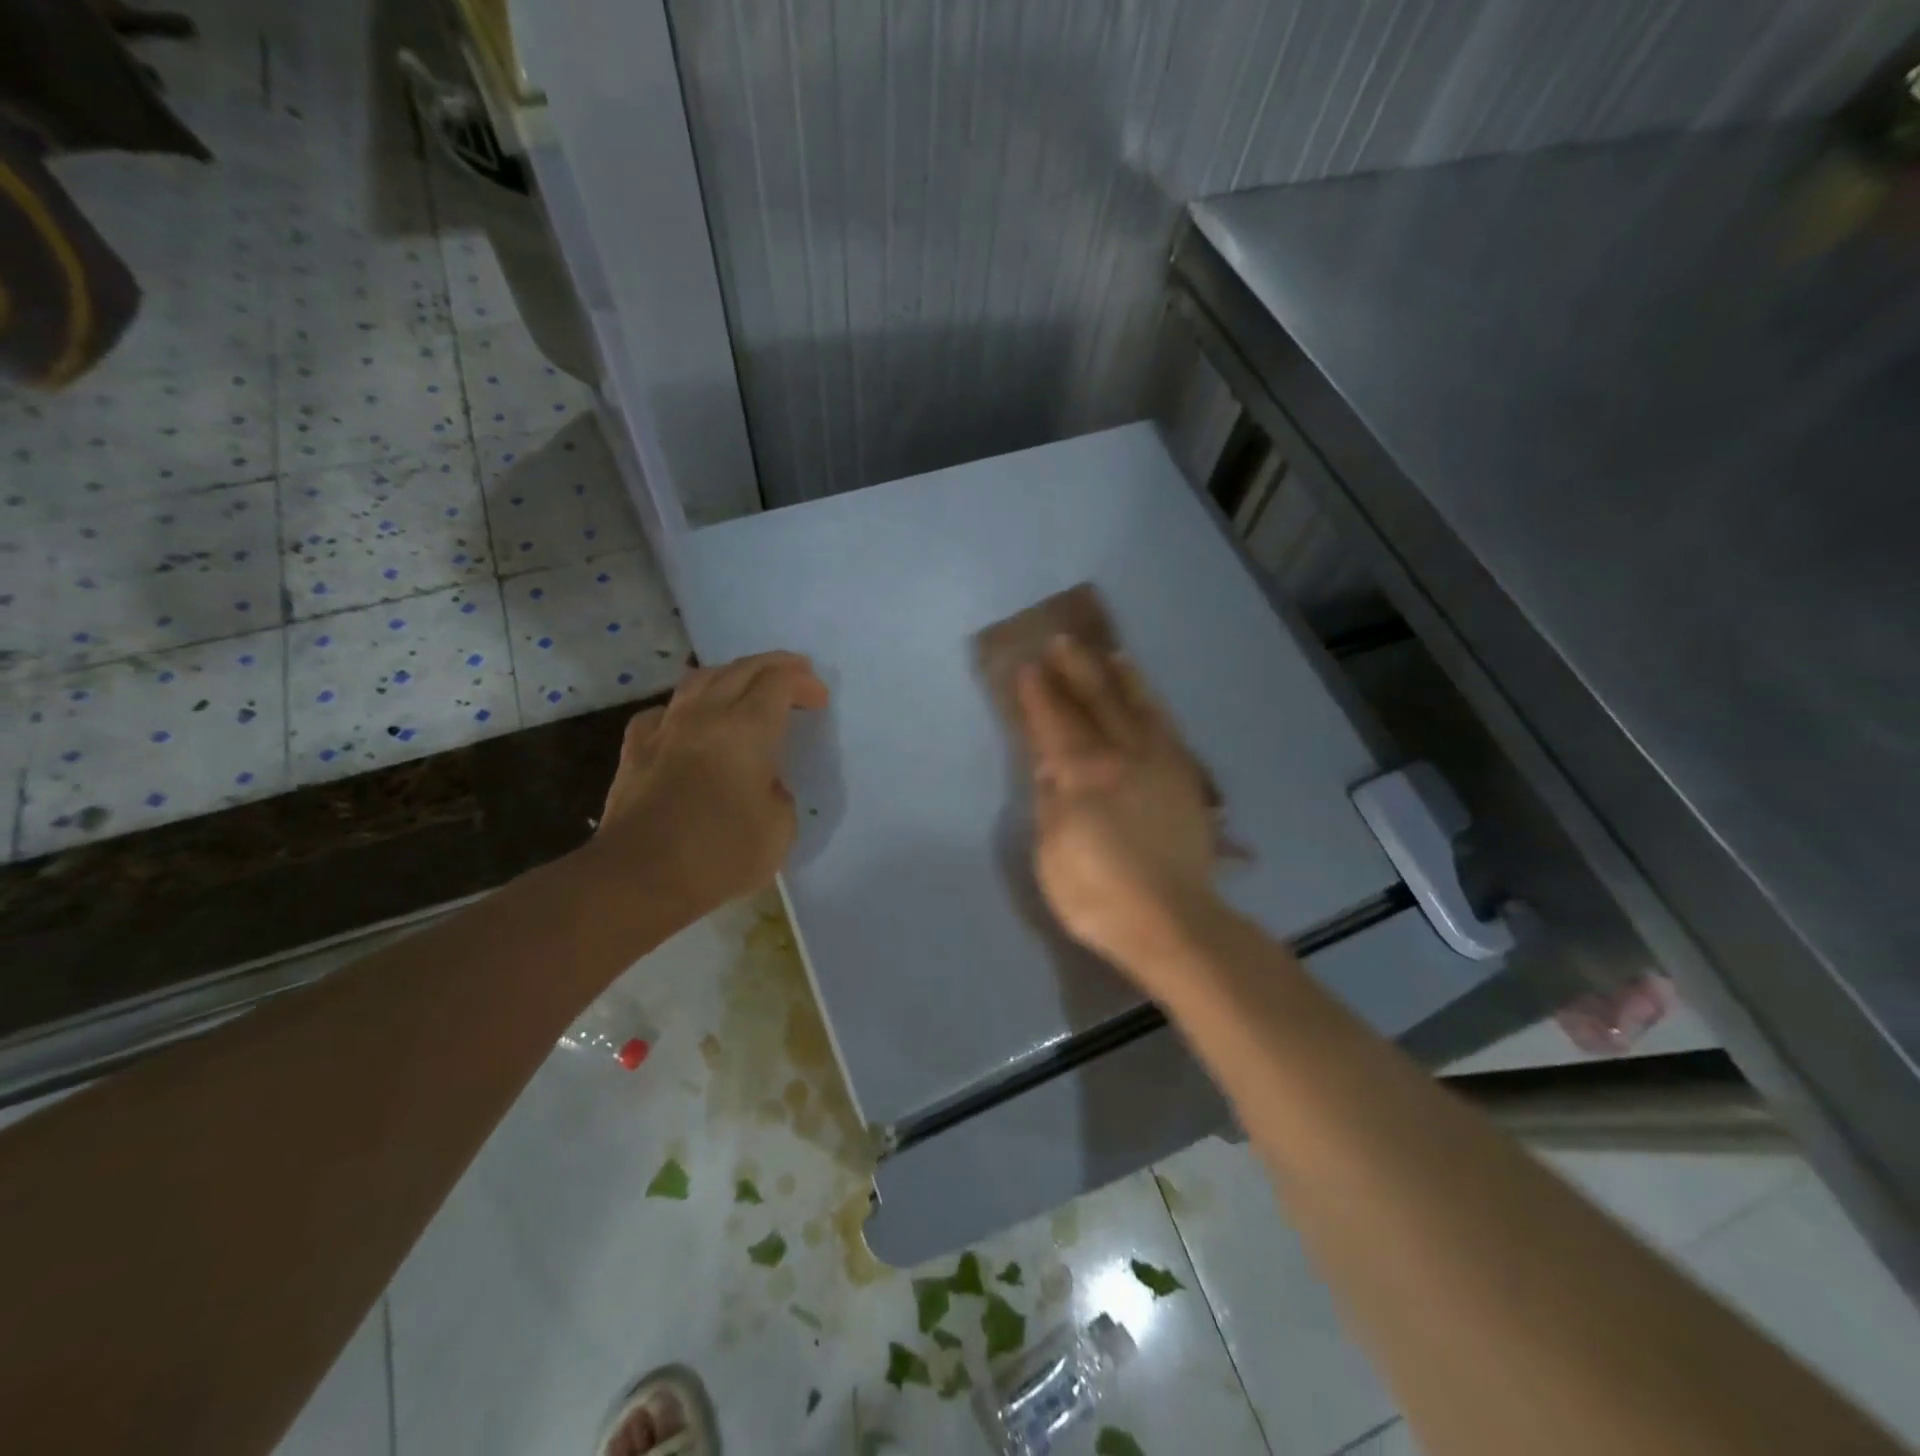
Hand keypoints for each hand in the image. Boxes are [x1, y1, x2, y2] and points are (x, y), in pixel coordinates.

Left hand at [592, 651, 828, 918]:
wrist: (638, 876)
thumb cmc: (719, 854)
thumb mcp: (780, 830)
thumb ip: (779, 795)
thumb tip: (765, 784)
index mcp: (748, 729)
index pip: (779, 682)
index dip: (803, 683)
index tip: (819, 700)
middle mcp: (706, 715)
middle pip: (741, 669)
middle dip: (774, 666)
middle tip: (795, 674)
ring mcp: (665, 728)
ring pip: (700, 680)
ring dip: (731, 674)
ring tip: (746, 683)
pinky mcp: (635, 749)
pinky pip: (664, 711)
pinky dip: (686, 707)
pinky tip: (688, 721)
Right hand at [1016, 637, 1220, 982]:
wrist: (1172, 922)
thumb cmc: (1098, 895)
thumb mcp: (1052, 853)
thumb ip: (1049, 801)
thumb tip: (1048, 763)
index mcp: (1083, 775)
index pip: (1054, 723)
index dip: (1039, 695)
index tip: (1027, 667)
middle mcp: (1122, 756)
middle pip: (1095, 702)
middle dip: (1075, 670)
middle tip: (1060, 642)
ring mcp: (1158, 763)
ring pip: (1135, 706)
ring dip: (1117, 677)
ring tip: (1106, 654)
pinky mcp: (1183, 777)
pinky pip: (1165, 726)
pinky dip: (1151, 703)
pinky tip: (1144, 695)